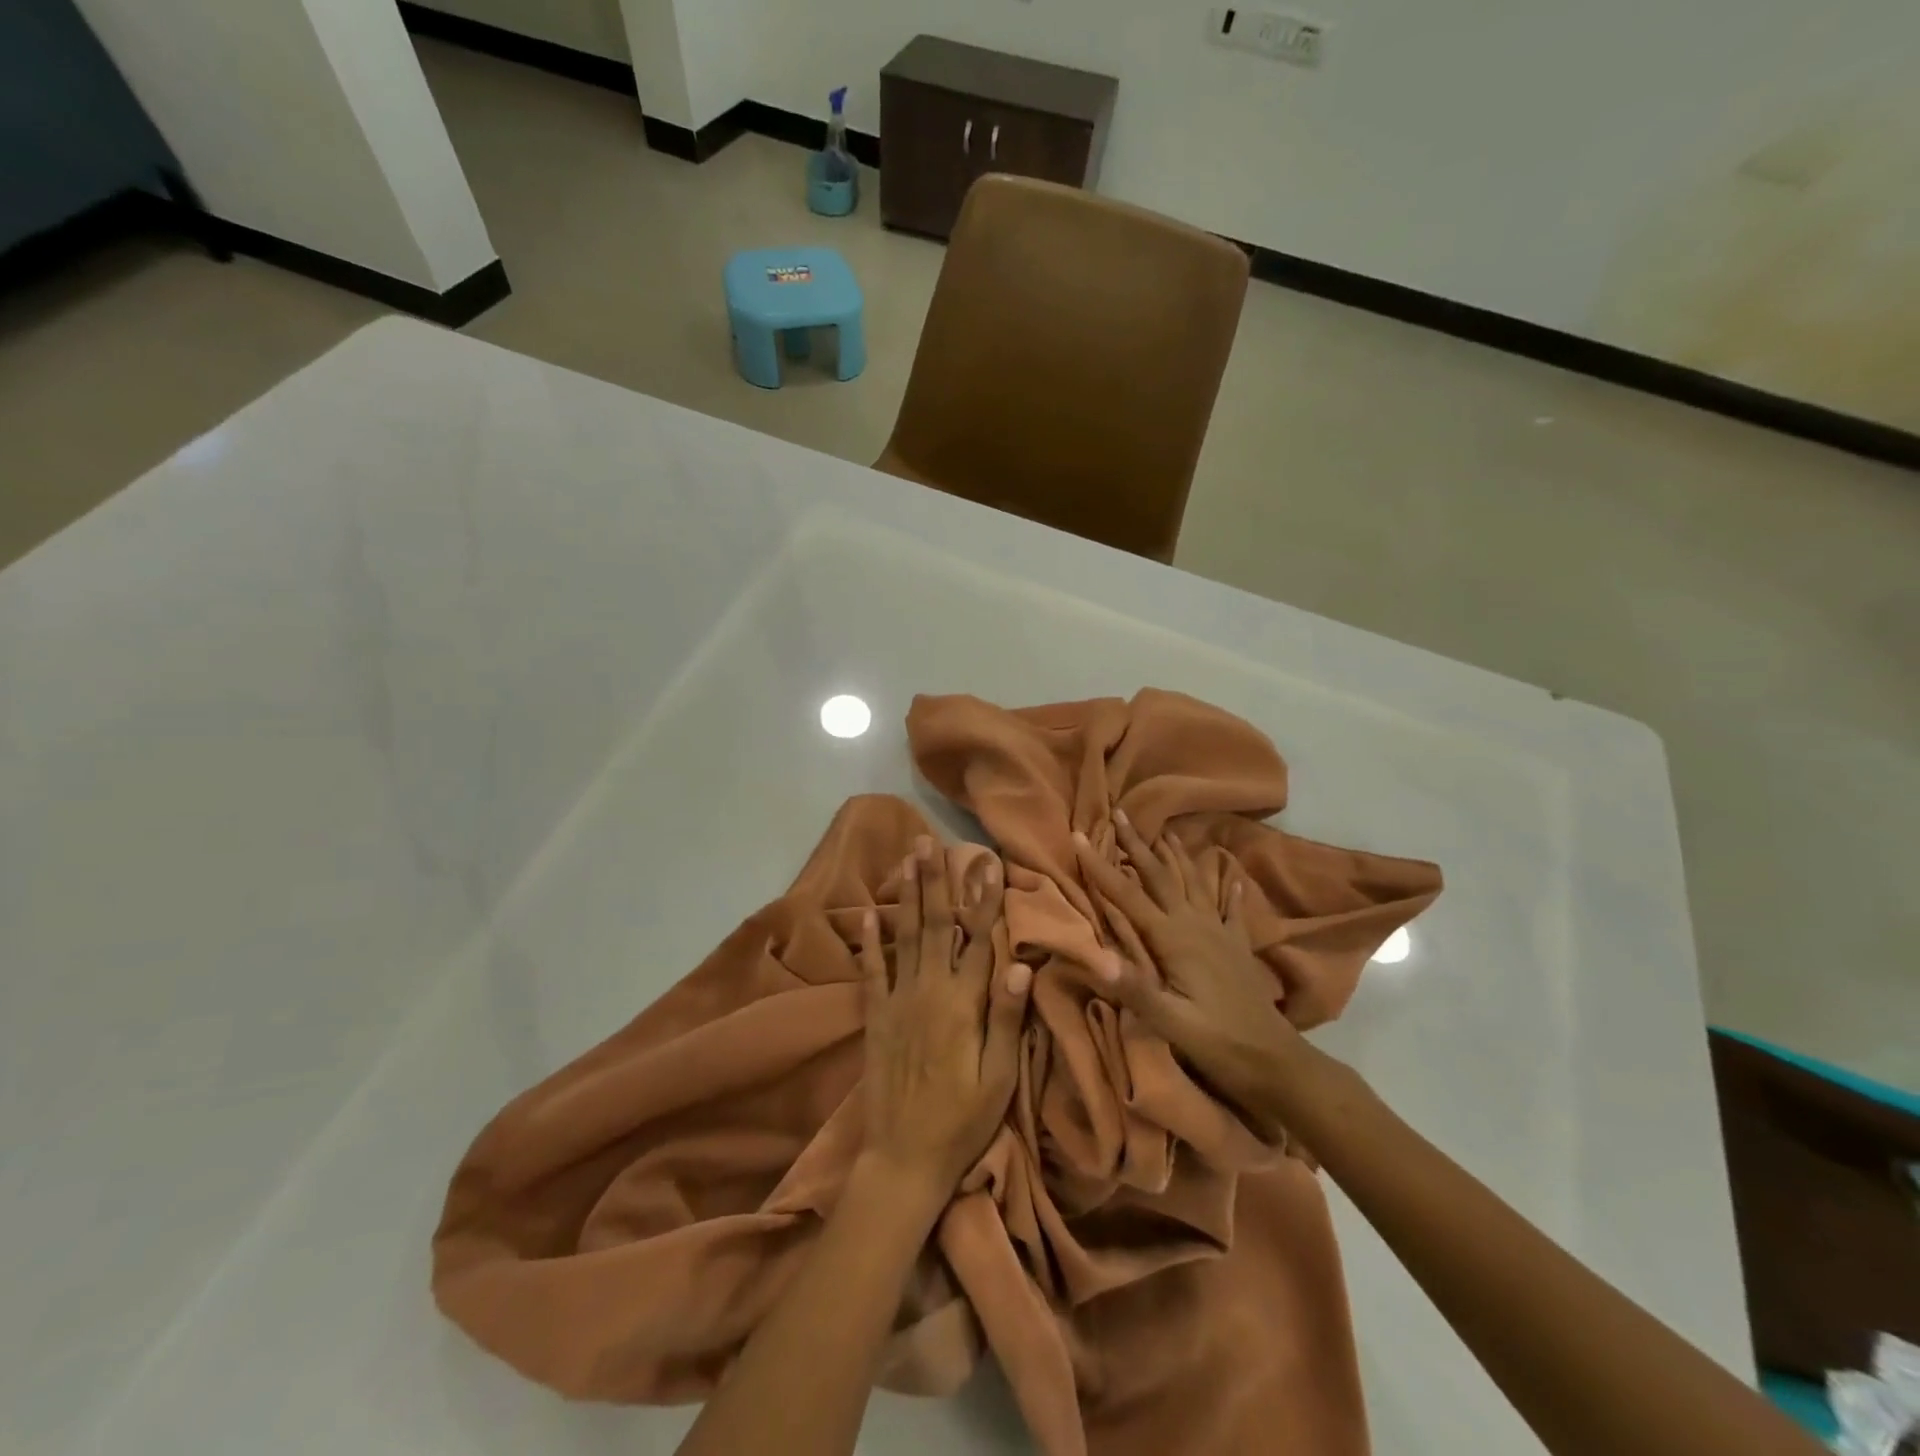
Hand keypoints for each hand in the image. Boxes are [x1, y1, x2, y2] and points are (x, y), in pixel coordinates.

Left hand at [858, 837, 1032, 1196]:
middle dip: (935, 880)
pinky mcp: (875, 1016)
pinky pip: (871, 970)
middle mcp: (929, 990)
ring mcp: (898, 1000)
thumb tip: (1021, 963)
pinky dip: (869, 940)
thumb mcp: (998, 1077)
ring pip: (904, 936)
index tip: (987, 864)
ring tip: (906, 859)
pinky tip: (868, 913)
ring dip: (906, 895)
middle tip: (930, 842)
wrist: (903, 1158)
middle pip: (935, 925)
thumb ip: (1007, 1018)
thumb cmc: (961, 1120)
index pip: (978, 939)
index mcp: (964, 1003)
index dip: (984, 900)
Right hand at [1072, 811, 1301, 1140]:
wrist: (1276, 1061)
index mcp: (1174, 939)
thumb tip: (1095, 958)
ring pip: (1193, 883)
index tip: (1079, 834)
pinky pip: (1229, 909)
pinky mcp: (1236, 947)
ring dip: (1176, 856)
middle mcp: (1195, 925)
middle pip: (1160, 876)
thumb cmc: (1218, 1042)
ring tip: (1165, 831)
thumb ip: (1136, 989)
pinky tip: (1230, 876)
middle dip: (1137, 844)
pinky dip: (1227, 890)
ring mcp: (1219, 933)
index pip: (1127, 896)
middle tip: (1120, 813)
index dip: (1101, 866)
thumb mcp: (1172, 1023)